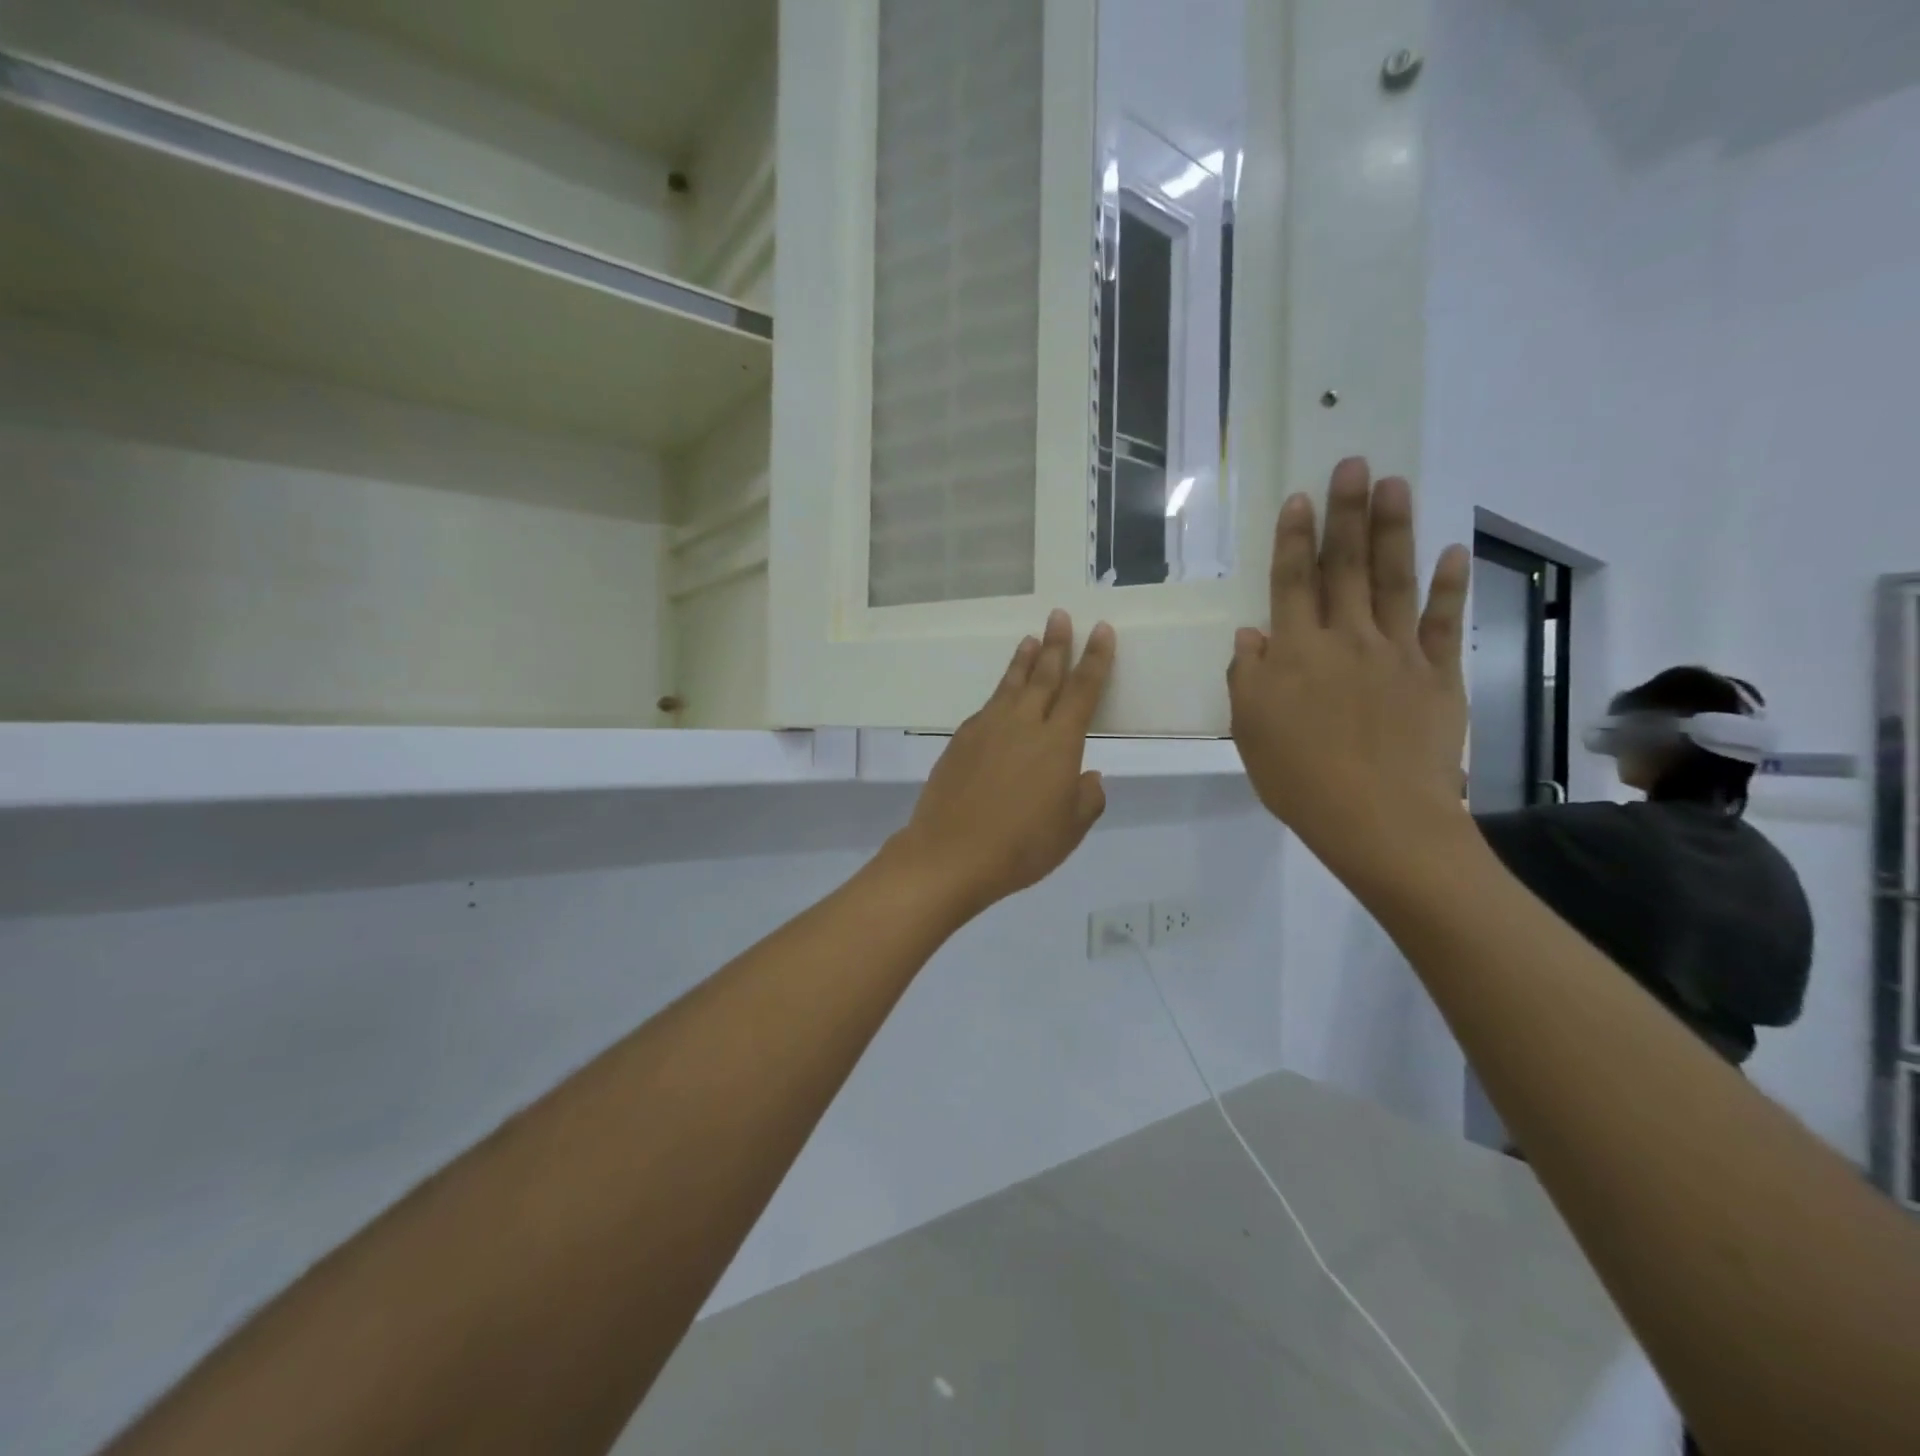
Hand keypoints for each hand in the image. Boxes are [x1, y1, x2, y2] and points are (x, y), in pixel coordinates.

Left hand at [889, 609, 1114, 916]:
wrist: (950, 854)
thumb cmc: (1020, 846)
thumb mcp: (1069, 830)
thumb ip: (1086, 799)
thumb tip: (1088, 776)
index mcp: (1058, 743)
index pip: (1082, 690)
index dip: (1094, 659)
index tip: (1099, 629)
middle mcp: (1023, 724)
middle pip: (1043, 675)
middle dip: (1055, 644)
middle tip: (1058, 615)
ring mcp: (987, 729)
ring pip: (1010, 685)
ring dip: (1022, 661)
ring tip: (1029, 640)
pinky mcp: (960, 741)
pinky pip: (986, 708)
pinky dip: (998, 694)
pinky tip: (999, 698)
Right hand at [1228, 458, 1472, 882]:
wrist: (1379, 817)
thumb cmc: (1300, 777)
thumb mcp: (1250, 730)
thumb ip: (1248, 676)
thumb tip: (1251, 635)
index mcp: (1296, 652)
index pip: (1293, 582)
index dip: (1295, 539)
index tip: (1300, 499)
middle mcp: (1346, 638)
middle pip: (1346, 567)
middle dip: (1346, 514)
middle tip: (1353, 464)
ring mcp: (1398, 653)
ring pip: (1395, 580)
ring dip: (1393, 530)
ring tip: (1394, 484)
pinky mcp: (1438, 674)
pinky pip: (1443, 622)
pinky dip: (1448, 586)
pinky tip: (1450, 552)